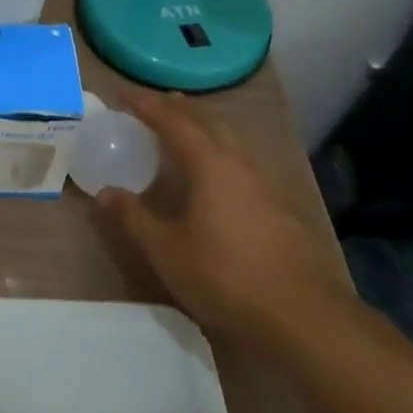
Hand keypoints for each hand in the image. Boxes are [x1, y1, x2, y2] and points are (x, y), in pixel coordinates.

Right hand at [96, 90, 354, 349]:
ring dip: (204, 128)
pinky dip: (221, 153)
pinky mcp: (282, 211)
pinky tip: (217, 175)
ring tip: (184, 129)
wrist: (307, 320)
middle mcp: (241, 166)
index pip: (174, 121)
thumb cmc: (226, 277)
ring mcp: (267, 187)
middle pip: (209, 122)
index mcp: (211, 166)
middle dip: (179, 108)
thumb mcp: (167, 251)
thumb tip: (105, 192)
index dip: (146, 104)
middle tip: (154, 102)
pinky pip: (243, 165)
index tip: (122, 93)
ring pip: (231, 142)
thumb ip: (134, 218)